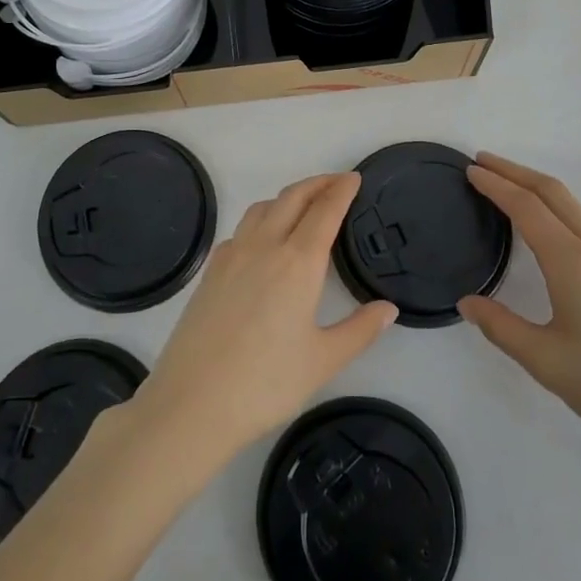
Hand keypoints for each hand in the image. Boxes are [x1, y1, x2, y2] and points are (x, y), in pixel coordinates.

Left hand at [130, 174, 396, 468]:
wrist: (192, 402)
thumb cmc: (265, 383)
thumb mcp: (323, 361)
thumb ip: (360, 330)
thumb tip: (388, 309)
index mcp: (297, 262)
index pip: (325, 211)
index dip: (342, 190)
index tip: (354, 178)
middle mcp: (264, 246)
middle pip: (293, 198)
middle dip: (317, 183)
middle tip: (337, 182)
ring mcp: (232, 255)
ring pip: (263, 207)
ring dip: (288, 197)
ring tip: (304, 205)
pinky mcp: (211, 270)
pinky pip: (241, 229)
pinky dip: (261, 219)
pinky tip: (264, 240)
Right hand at [458, 153, 580, 475]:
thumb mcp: (547, 362)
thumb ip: (501, 327)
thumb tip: (468, 302)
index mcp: (574, 262)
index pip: (527, 207)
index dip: (496, 185)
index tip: (470, 170)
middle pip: (553, 192)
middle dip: (516, 172)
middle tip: (483, 162)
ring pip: (574, 207)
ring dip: (538, 189)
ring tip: (509, 190)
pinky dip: (558, 211)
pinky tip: (550, 231)